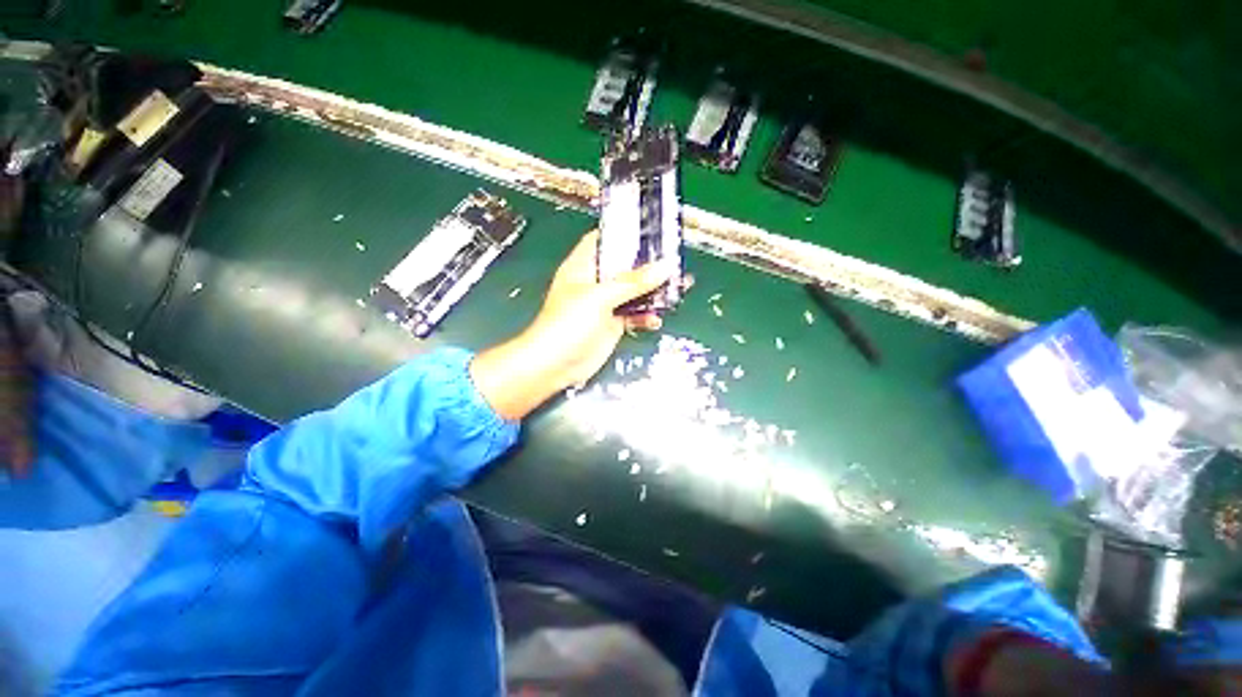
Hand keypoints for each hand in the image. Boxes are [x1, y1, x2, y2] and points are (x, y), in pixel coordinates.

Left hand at [470, 231, 675, 420]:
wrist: (555, 365)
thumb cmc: (565, 325)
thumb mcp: (599, 297)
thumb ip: (632, 282)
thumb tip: (663, 267)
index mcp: (583, 266)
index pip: (605, 240)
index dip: (625, 233)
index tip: (651, 230)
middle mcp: (595, 282)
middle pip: (625, 266)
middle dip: (648, 264)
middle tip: (674, 261)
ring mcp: (604, 304)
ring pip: (633, 291)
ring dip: (653, 291)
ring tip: (676, 287)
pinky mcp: (612, 324)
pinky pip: (635, 314)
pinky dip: (646, 316)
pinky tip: (655, 319)